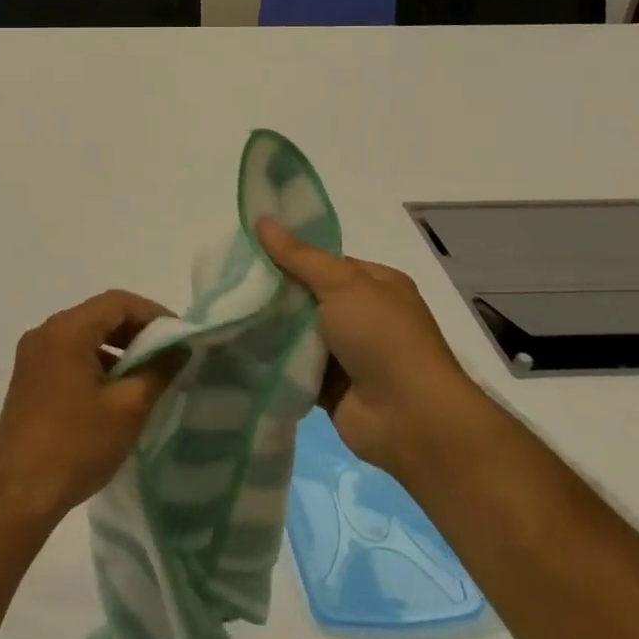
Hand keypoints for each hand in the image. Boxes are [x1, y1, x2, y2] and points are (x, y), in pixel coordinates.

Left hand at [0, 291, 182, 529]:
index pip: (118, 302)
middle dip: (137, 330)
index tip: (181, 337)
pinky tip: (116, 390)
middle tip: (169, 354)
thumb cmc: (76, 446)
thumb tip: (179, 348)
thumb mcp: (128, 408)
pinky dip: (96, 361)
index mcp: (66, 330)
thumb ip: (158, 370)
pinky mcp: (28, 378)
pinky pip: (69, 354)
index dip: (154, 314)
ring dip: (117, 347)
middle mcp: (45, 332)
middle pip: (99, 315)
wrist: (19, 495)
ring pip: (84, 335)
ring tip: (148, 374)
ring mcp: (32, 355)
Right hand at [256, 217, 485, 471]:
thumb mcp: (341, 284)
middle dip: (276, 293)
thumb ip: (298, 256)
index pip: (326, 263)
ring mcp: (349, 354)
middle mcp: (364, 317)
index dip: (290, 256)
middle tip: (232, 285)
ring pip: (299, 332)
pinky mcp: (331, 387)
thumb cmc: (383, 338)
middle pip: (309, 297)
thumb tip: (261, 219)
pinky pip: (295, 366)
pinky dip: (274, 360)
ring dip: (272, 328)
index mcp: (376, 285)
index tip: (250, 253)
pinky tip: (239, 348)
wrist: (411, 419)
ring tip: (227, 314)